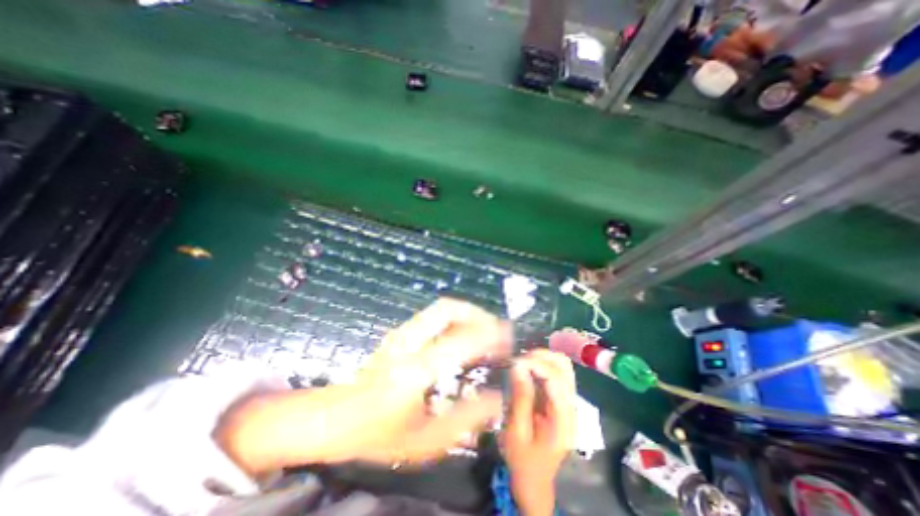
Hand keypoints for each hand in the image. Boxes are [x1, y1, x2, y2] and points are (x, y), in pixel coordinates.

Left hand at [221, 298, 513, 474]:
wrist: (333, 418)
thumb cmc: (376, 434)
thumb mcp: (423, 441)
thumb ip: (465, 420)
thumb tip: (496, 398)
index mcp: (414, 370)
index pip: (460, 340)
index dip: (488, 335)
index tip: (507, 338)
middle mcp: (408, 342)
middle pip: (448, 309)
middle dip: (477, 313)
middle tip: (496, 330)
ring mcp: (401, 333)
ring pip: (441, 309)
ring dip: (467, 314)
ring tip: (484, 331)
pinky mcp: (399, 333)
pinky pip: (434, 317)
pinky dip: (454, 319)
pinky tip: (462, 336)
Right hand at [503, 348, 572, 514]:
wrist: (535, 480)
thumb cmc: (522, 460)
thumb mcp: (516, 432)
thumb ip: (520, 399)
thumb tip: (518, 367)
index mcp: (562, 419)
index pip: (556, 379)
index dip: (536, 364)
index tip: (515, 362)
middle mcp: (571, 407)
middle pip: (564, 367)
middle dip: (541, 357)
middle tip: (518, 361)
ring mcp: (569, 402)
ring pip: (563, 366)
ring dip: (543, 358)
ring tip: (523, 362)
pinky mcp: (562, 400)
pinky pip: (557, 372)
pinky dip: (543, 364)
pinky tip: (528, 368)